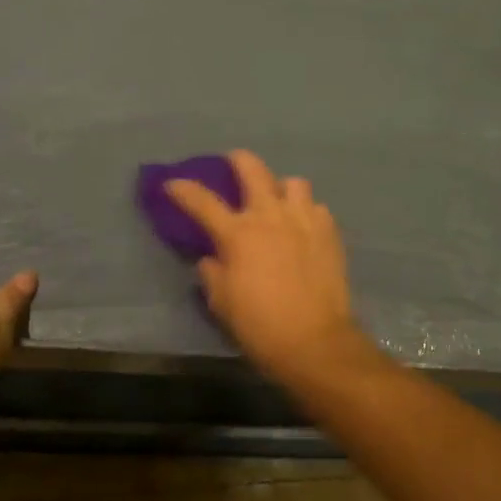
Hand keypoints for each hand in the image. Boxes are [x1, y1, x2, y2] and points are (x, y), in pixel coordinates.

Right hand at [165, 150, 374, 382]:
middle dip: (238, 160)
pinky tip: (304, 228)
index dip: (184, 189)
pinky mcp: (329, 231)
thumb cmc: (260, 325)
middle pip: (252, 169)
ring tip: (278, 202)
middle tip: (233, 163)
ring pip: (293, 182)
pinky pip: (316, 207)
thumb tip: (211, 258)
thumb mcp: (222, 302)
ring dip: (281, 188)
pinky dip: (306, 212)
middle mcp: (270, 216)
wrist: (314, 340)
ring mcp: (303, 219)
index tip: (172, 183)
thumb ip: (212, 273)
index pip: (203, 201)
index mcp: (238, 234)